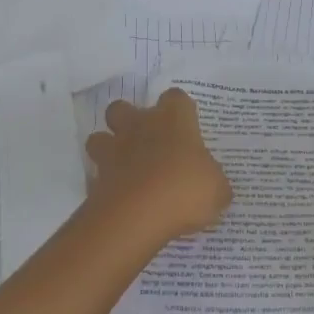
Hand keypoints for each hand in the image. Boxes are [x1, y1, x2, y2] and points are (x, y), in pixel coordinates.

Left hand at [85, 89, 231, 247]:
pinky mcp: (96, 177)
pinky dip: (104, 182)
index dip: (180, 110)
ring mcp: (113, 150)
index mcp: (173, 120)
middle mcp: (139, 126)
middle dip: (130, 120)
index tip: (187, 127)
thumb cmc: (184, 191)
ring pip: (100, 136)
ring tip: (125, 167)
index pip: (176, 98)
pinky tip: (118, 196)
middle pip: (124, 107)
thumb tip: (211, 183)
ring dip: (109, 147)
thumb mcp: (217, 190)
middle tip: (148, 143)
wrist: (137, 215)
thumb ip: (213, 181)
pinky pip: (96, 173)